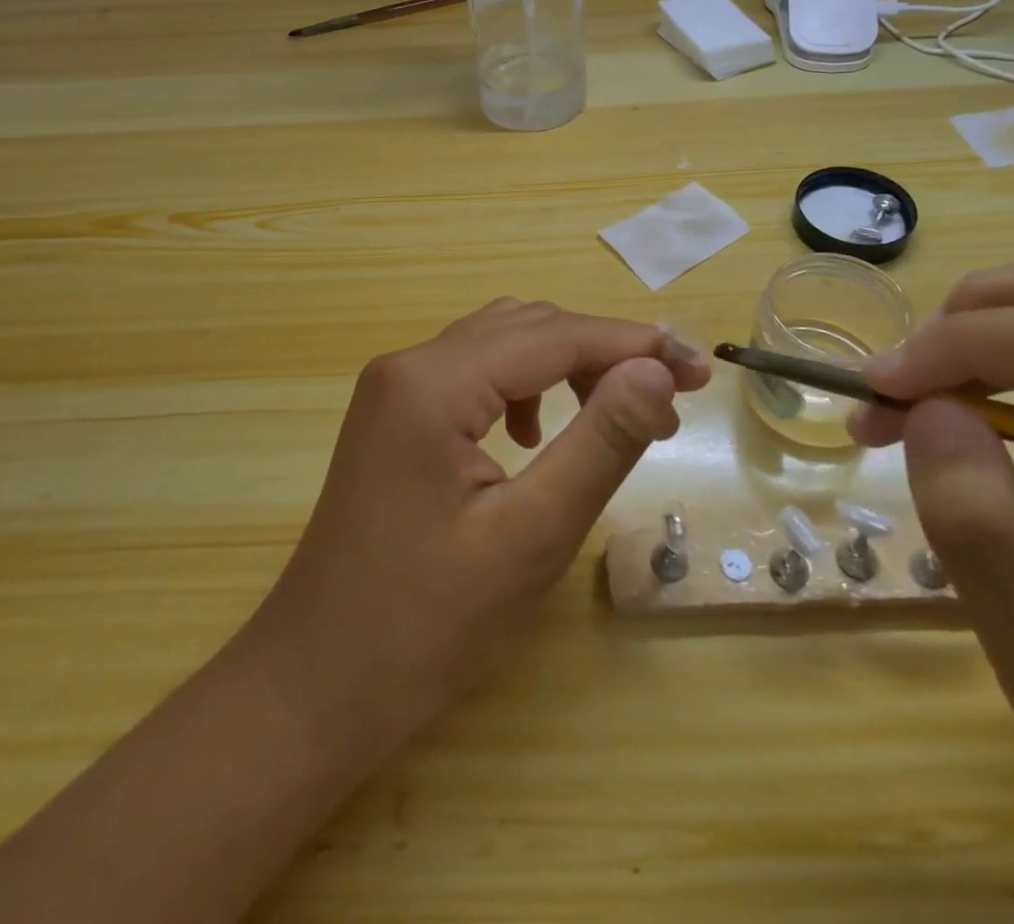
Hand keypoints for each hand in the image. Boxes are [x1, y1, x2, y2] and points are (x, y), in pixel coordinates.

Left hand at [247, 299, 709, 750]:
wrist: (314, 687)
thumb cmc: (424, 626)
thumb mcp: (531, 537)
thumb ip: (599, 444)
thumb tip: (656, 372)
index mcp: (433, 383)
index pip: (555, 335)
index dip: (634, 345)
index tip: (699, 371)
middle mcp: (408, 364)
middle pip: (528, 327)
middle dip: (604, 351)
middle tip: (669, 401)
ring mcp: (394, 387)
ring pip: (501, 342)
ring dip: (566, 364)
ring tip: (615, 414)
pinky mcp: (394, 414)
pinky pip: (474, 371)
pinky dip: (524, 384)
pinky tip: (535, 436)